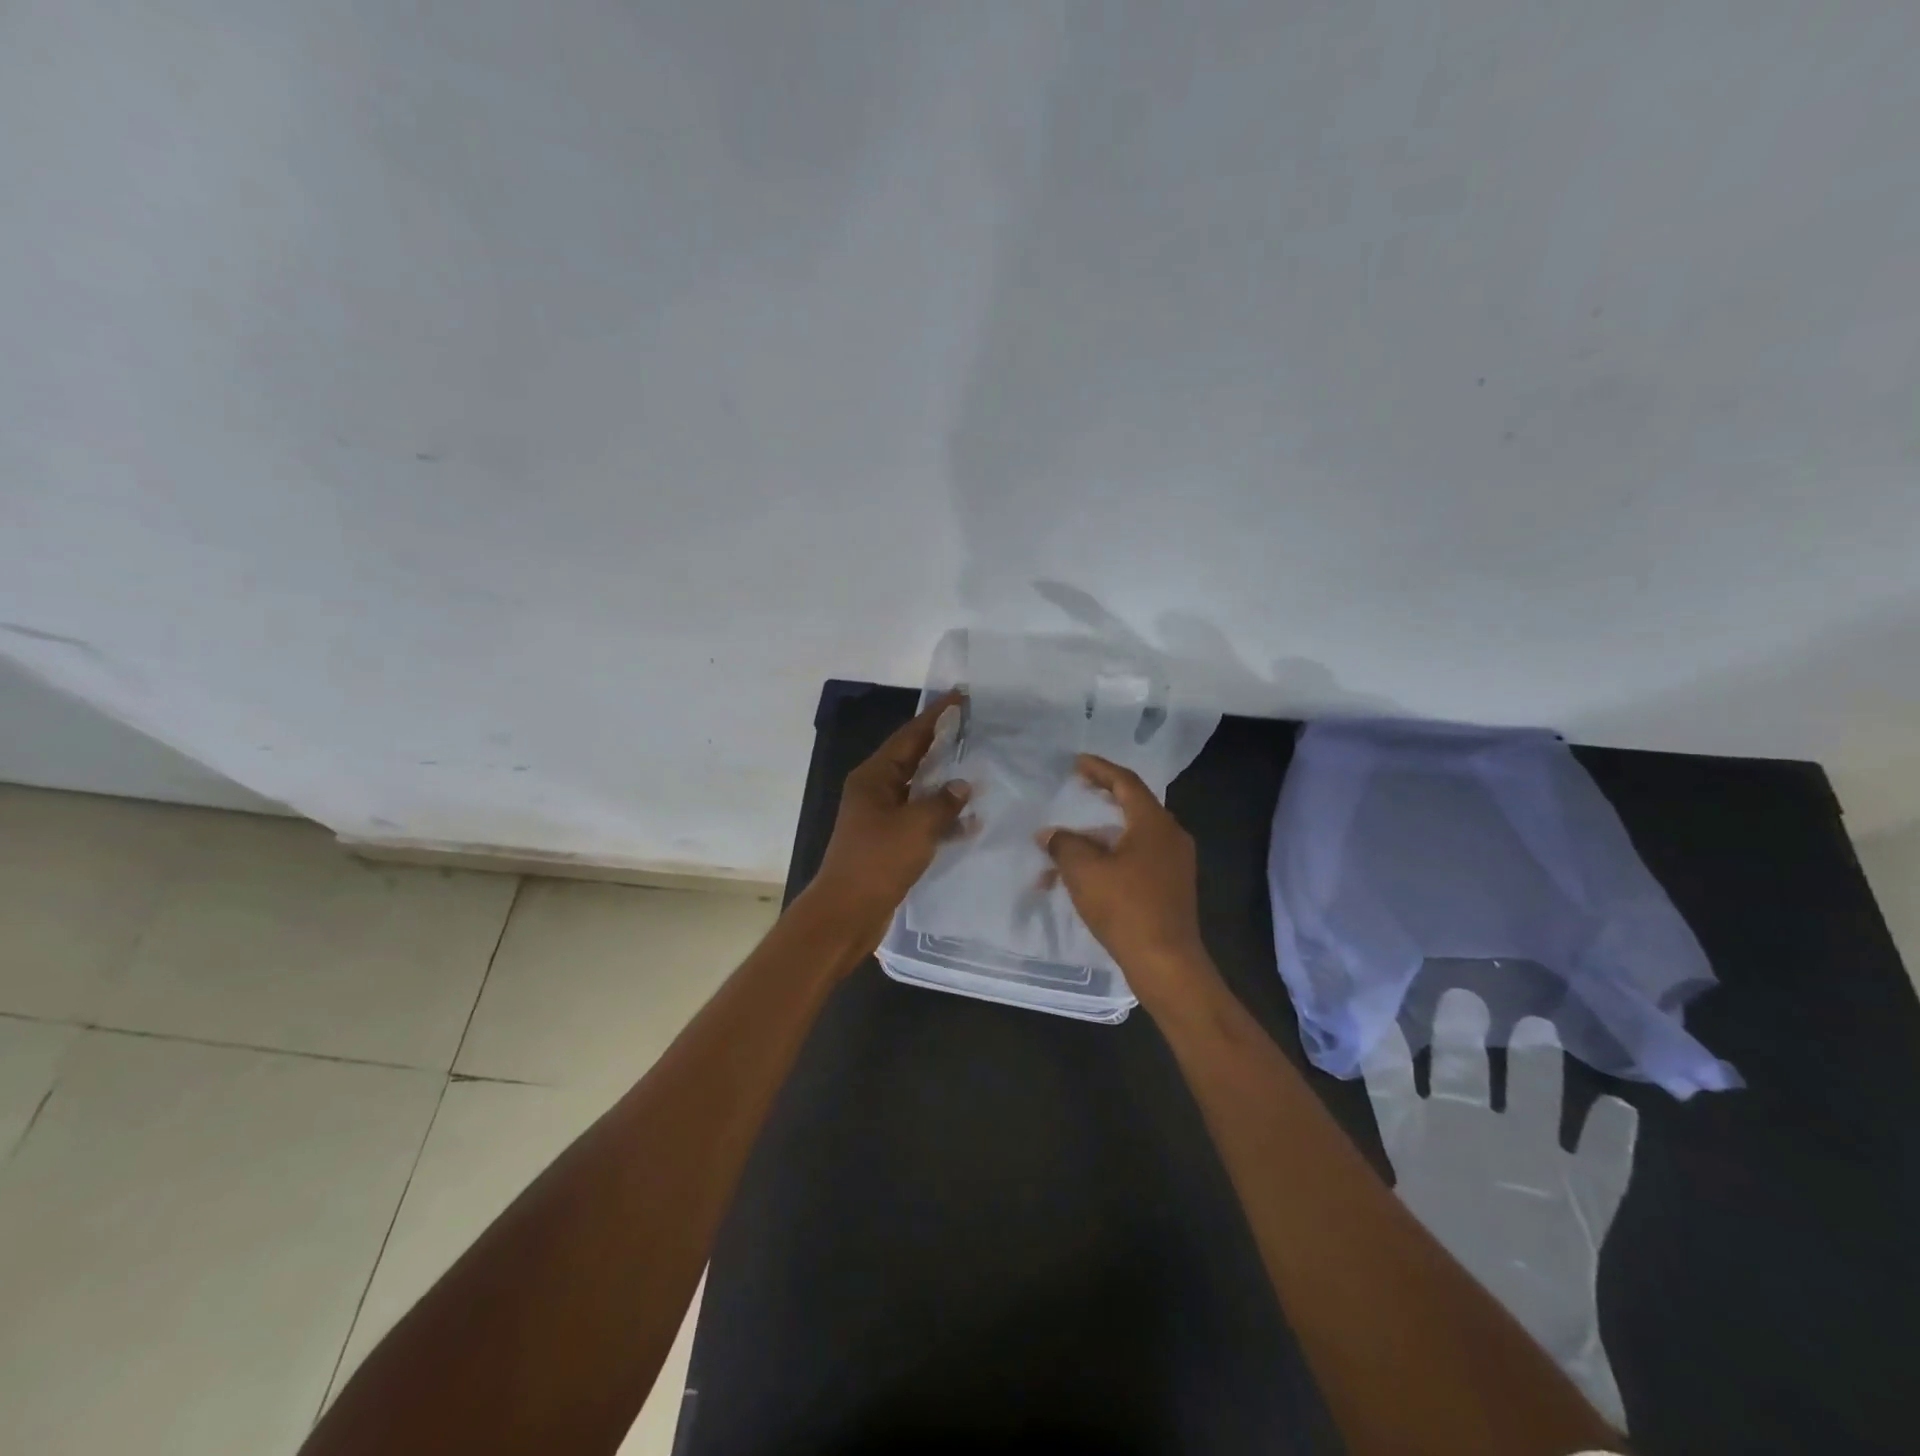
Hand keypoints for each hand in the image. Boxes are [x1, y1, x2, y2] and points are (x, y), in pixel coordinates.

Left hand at [802, 691, 971, 960]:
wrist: (847, 913)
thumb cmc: (877, 861)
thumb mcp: (916, 826)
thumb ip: (943, 802)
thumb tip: (962, 786)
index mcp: (874, 776)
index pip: (910, 736)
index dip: (936, 716)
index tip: (961, 697)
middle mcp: (875, 790)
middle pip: (913, 758)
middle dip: (943, 744)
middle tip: (976, 728)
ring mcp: (880, 816)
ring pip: (919, 790)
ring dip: (945, 782)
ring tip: (979, 769)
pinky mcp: (889, 841)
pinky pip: (920, 819)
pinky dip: (941, 817)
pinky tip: (969, 822)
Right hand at [1040, 755, 1212, 1008]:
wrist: (1166, 962)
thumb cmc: (1126, 908)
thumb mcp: (1084, 871)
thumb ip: (1064, 844)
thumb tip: (1050, 834)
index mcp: (1154, 823)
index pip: (1126, 782)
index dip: (1100, 769)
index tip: (1077, 763)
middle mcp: (1171, 837)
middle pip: (1133, 806)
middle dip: (1102, 798)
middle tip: (1077, 790)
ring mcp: (1175, 864)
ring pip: (1133, 836)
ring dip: (1101, 835)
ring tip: (1070, 840)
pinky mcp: (1172, 887)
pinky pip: (1138, 859)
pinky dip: (1111, 857)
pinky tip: (1087, 873)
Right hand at [1362, 991, 1638, 1429]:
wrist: (1521, 1332)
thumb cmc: (1446, 1269)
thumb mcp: (1400, 1224)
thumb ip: (1373, 1190)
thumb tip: (1323, 1155)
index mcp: (1421, 1144)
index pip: (1388, 1081)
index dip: (1381, 1046)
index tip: (1377, 1013)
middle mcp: (1471, 1136)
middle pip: (1458, 1071)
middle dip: (1459, 1034)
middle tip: (1463, 996)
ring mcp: (1532, 1159)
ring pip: (1534, 1096)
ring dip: (1538, 1064)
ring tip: (1539, 1028)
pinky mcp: (1584, 1193)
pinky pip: (1604, 1160)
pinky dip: (1613, 1138)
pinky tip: (1621, 1112)